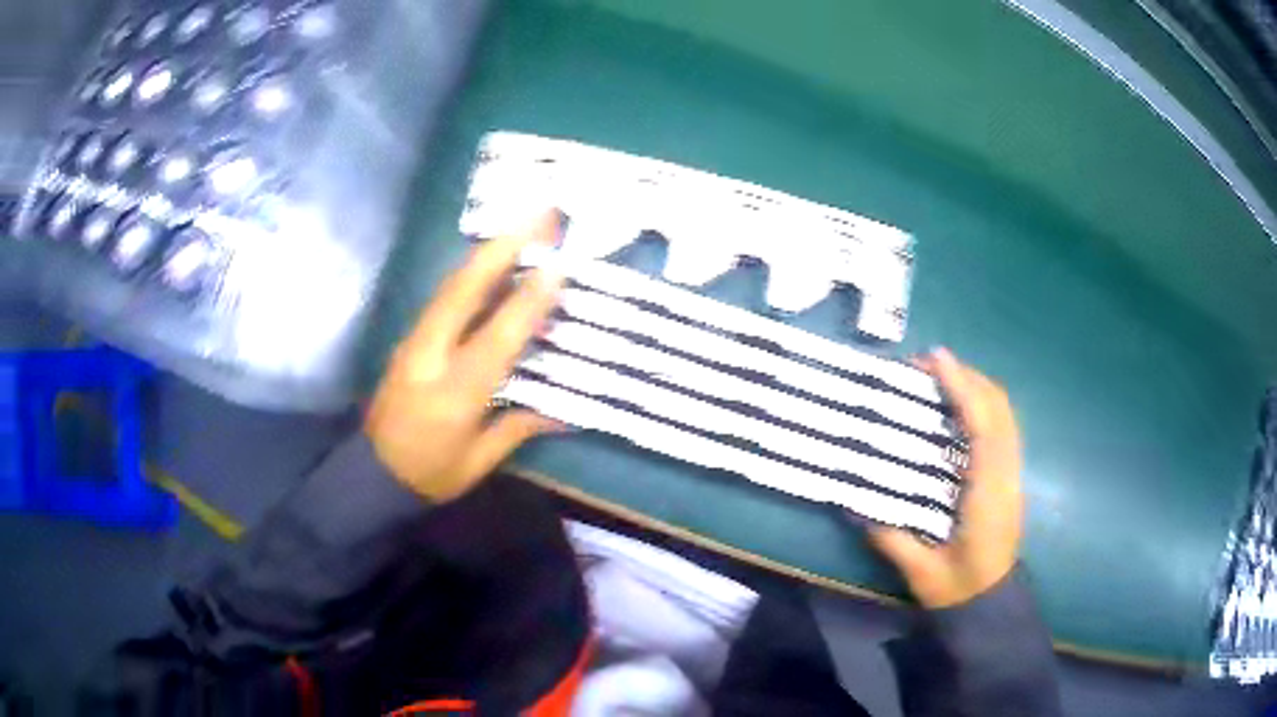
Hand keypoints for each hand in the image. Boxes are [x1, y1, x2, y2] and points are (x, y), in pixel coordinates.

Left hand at [365, 214, 564, 501]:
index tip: (558, 264)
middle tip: (541, 214)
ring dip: (487, 252)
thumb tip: (564, 411)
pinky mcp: (408, 338)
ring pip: (451, 285)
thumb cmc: (429, 474)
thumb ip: (517, 429)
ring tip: (523, 226)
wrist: (371, 473)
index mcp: (455, 392)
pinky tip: (492, 261)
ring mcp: (415, 341)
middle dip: (503, 247)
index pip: (498, 337)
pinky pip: (444, 296)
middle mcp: (432, 355)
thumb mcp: (477, 462)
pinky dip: (471, 272)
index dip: (530, 300)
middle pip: (465, 289)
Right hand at [868, 348, 1023, 608]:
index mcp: (987, 493)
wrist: (989, 603)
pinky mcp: (1009, 476)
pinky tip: (958, 409)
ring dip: (976, 387)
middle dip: (967, 376)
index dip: (961, 386)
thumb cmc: (956, 589)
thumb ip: (891, 538)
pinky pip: (1003, 426)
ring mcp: (1012, 473)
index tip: (934, 360)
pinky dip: (983, 405)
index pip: (982, 425)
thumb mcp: (920, 572)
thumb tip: (854, 504)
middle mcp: (1006, 474)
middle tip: (927, 366)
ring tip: (941, 379)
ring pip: (1005, 413)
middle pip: (998, 407)